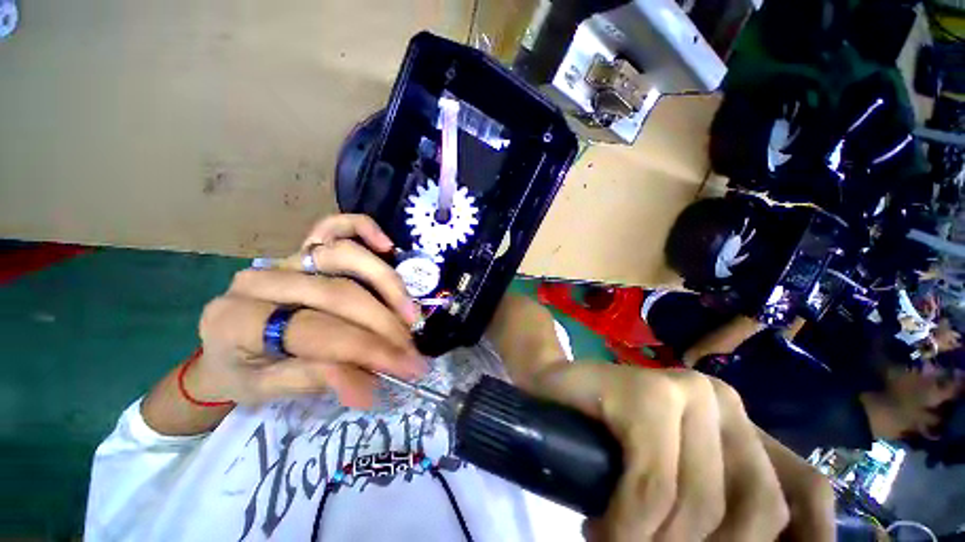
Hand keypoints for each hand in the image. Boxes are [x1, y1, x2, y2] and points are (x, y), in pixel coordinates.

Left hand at [187, 214, 426, 407]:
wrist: (225, 345)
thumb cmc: (244, 372)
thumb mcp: (269, 392)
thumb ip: (318, 382)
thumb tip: (369, 388)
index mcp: (238, 321)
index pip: (320, 331)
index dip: (370, 350)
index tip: (407, 368)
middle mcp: (261, 279)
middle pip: (341, 293)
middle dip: (385, 324)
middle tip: (412, 350)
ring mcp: (285, 258)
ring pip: (346, 255)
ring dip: (387, 284)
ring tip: (410, 314)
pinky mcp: (301, 248)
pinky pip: (335, 226)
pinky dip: (363, 229)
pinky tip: (387, 246)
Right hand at [535, 364, 834, 541]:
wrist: (549, 385)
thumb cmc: (603, 434)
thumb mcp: (669, 476)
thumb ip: (710, 505)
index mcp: (738, 422)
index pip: (804, 492)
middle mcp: (720, 400)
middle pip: (756, 512)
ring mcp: (683, 392)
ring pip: (700, 506)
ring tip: (612, 539)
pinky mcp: (645, 395)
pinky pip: (654, 487)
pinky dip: (628, 524)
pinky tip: (600, 527)